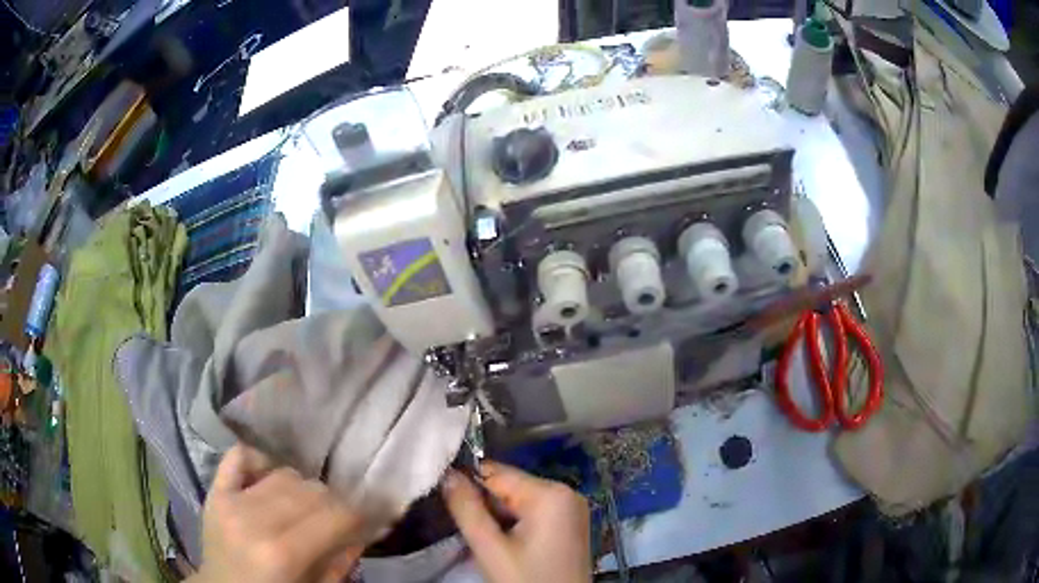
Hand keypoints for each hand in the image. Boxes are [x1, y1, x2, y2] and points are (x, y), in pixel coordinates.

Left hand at [191, 444, 363, 582]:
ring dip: (303, 488)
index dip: (364, 513)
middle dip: (335, 503)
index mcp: (283, 554)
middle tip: (338, 519)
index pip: (337, 515)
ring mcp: (230, 501)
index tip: (376, 515)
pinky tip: (270, 479)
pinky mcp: (214, 491)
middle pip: (312, 490)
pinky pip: (240, 456)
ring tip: (304, 508)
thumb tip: (368, 528)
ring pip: (285, 473)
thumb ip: (342, 561)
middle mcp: (255, 520)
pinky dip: (261, 460)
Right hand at [441, 461, 591, 582]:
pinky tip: (509, 547)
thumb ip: (466, 509)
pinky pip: (533, 514)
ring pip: (518, 501)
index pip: (496, 473)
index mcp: (551, 493)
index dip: (467, 485)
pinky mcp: (570, 525)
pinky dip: (514, 525)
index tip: (447, 502)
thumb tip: (447, 474)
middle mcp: (567, 492)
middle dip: (485, 506)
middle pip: (509, 487)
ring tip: (490, 543)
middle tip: (472, 532)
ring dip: (498, 518)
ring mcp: (571, 509)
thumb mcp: (491, 548)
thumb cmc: (526, 581)